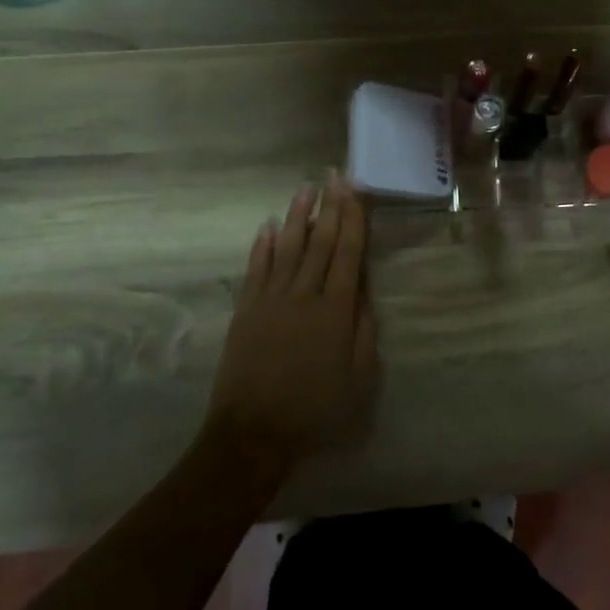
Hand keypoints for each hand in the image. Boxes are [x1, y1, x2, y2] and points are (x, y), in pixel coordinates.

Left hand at [203, 173, 378, 472]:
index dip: (353, 218)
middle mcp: (303, 295)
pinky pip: (256, 270)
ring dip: (297, 216)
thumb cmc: (315, 411)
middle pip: (320, 242)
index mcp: (335, 311)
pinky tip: (269, 227)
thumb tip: (363, 292)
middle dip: (329, 206)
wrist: (253, 433)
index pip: (348, 253)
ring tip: (305, 188)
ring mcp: (271, 300)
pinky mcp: (246, 311)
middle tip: (334, 175)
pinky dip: (263, 246)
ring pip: (287, 248)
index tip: (355, 190)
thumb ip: (364, 332)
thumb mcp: (358, 379)